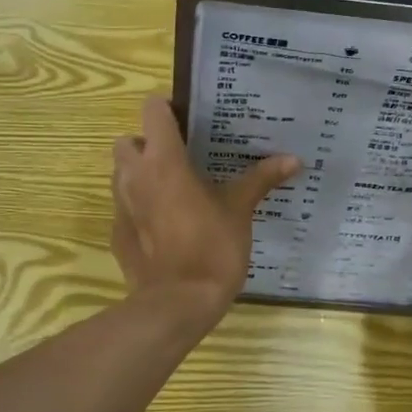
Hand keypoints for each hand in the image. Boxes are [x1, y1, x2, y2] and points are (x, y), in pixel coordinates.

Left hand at [111, 97, 297, 322]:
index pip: (151, 109)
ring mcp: (121, 205)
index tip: (189, 121)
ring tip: (173, 189)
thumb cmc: (212, 247)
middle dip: (147, 143)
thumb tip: (294, 159)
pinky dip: (139, 207)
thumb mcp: (240, 210)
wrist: (178, 303)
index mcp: (164, 160)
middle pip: (128, 140)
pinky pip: (124, 207)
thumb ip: (261, 179)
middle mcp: (134, 175)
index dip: (167, 109)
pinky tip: (164, 225)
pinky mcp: (117, 234)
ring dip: (140, 173)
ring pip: (121, 174)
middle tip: (179, 158)